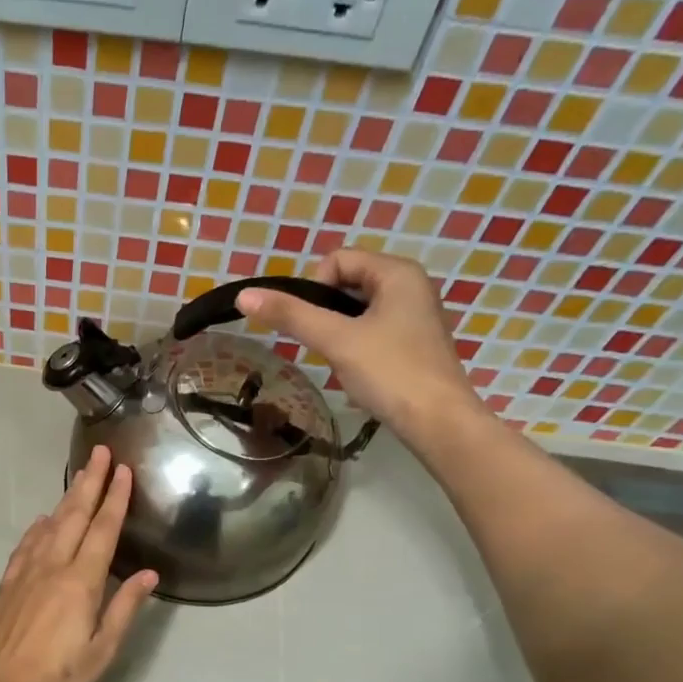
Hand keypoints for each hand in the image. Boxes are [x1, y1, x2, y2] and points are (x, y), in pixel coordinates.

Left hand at [0, 445, 157, 681]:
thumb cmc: (57, 679)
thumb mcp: (101, 652)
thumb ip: (124, 609)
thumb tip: (148, 574)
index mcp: (81, 582)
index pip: (103, 530)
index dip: (115, 499)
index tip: (123, 470)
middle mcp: (52, 567)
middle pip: (74, 516)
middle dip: (90, 483)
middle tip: (100, 453)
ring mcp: (25, 574)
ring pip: (49, 525)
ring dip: (66, 499)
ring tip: (79, 477)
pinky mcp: (6, 585)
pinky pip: (25, 545)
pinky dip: (37, 528)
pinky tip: (42, 520)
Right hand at [236, 249, 481, 436]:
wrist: (438, 422)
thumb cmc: (390, 372)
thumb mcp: (336, 340)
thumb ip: (290, 316)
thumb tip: (244, 296)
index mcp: (398, 272)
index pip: (338, 259)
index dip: (314, 288)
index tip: (312, 325)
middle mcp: (411, 285)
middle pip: (348, 283)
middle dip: (326, 312)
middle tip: (323, 346)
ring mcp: (415, 315)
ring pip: (359, 310)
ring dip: (339, 332)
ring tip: (341, 362)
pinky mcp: (415, 343)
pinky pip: (373, 331)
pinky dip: (357, 346)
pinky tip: (359, 372)